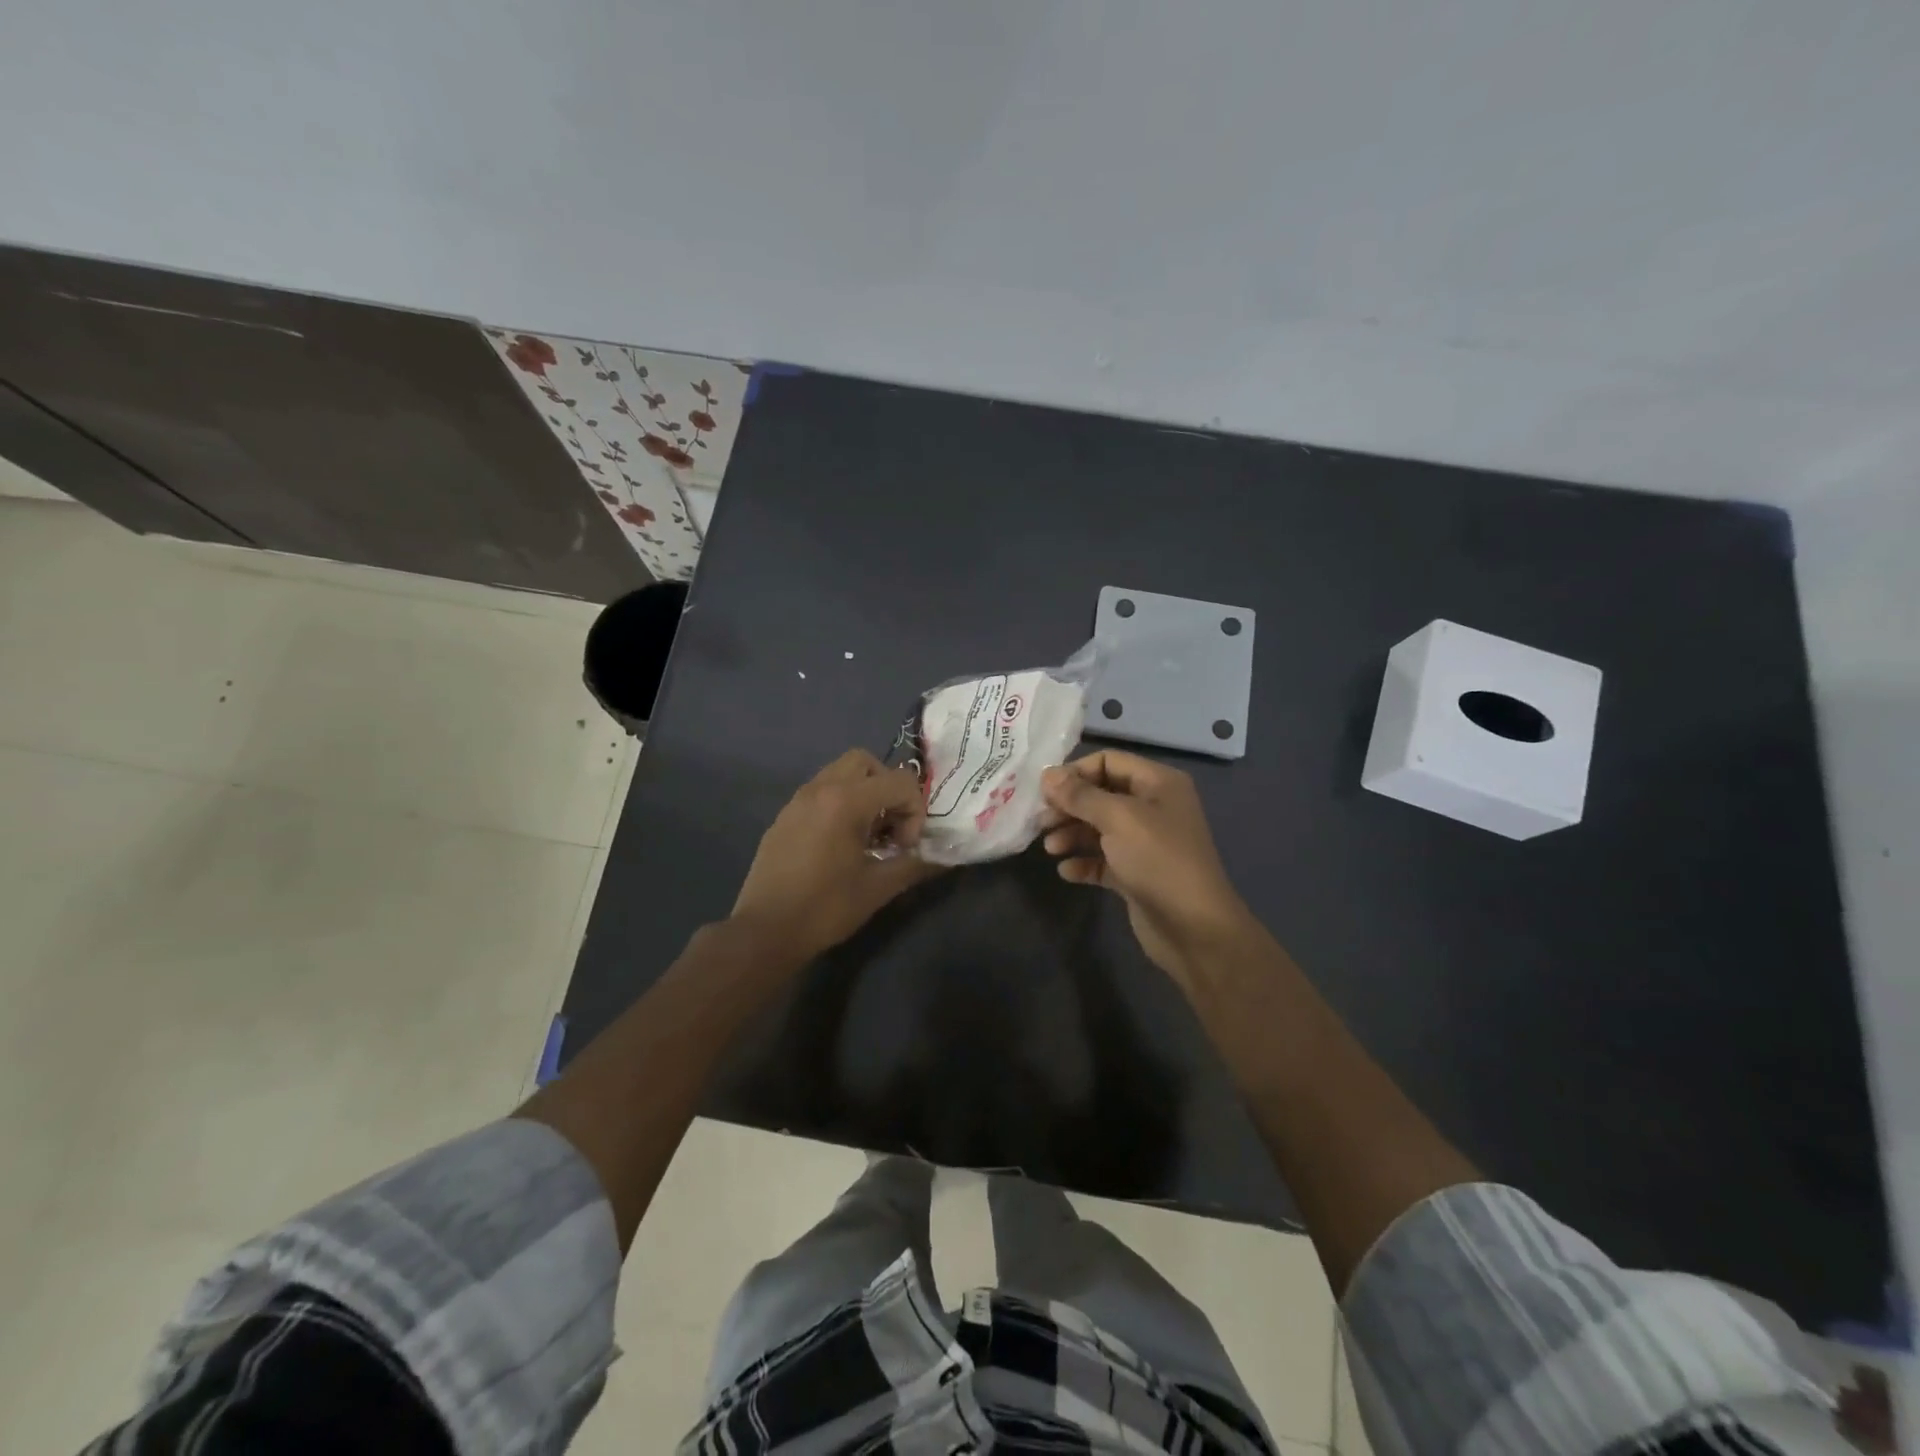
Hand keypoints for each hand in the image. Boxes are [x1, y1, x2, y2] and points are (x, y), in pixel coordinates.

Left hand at [731, 748, 937, 962]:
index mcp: (846, 800)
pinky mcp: (785, 815)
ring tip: (866, 837)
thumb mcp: (878, 888)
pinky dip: (839, 804)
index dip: (914, 812)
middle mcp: (821, 788)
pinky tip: (839, 845)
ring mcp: (798, 800)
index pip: (900, 781)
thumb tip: (942, 858)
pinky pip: (820, 792)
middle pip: (867, 763)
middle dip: (888, 789)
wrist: (765, 931)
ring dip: (864, 794)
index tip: (903, 847)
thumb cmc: (825, 908)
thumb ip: (914, 865)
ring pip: (840, 774)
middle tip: (890, 828)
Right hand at [1040, 749, 1253, 988]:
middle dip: (1069, 806)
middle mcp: (1153, 807)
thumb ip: (1080, 795)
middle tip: (1041, 821)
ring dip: (1071, 834)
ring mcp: (1145, 842)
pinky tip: (1066, 872)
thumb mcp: (1118, 819)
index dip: (1075, 772)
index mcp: (1158, 783)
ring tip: (1050, 849)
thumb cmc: (1158, 860)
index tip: (1045, 791)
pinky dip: (1084, 862)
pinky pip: (1103, 860)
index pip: (1108, 761)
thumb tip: (1047, 774)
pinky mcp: (1136, 873)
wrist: (1194, 928)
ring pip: (1099, 828)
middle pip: (1100, 795)